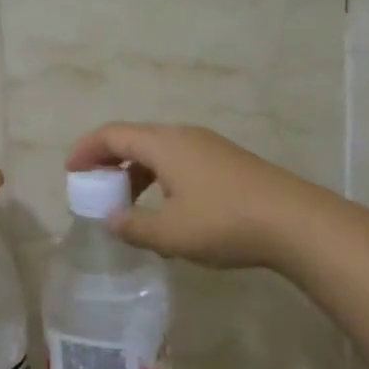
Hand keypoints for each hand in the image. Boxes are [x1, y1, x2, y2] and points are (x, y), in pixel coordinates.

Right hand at [64, 123, 348, 275]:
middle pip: (134, 139)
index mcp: (163, 143)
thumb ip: (134, 226)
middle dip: (109, 162)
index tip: (70, 172)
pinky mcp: (227, 162)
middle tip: (94, 189)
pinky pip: (179, 161)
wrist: (298, 223)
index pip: (111, 135)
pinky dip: (160, 178)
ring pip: (159, 151)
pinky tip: (169, 211)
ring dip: (136, 173)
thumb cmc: (225, 222)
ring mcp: (209, 147)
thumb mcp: (171, 233)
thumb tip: (112, 219)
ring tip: (129, 206)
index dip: (86, 150)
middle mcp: (183, 136)